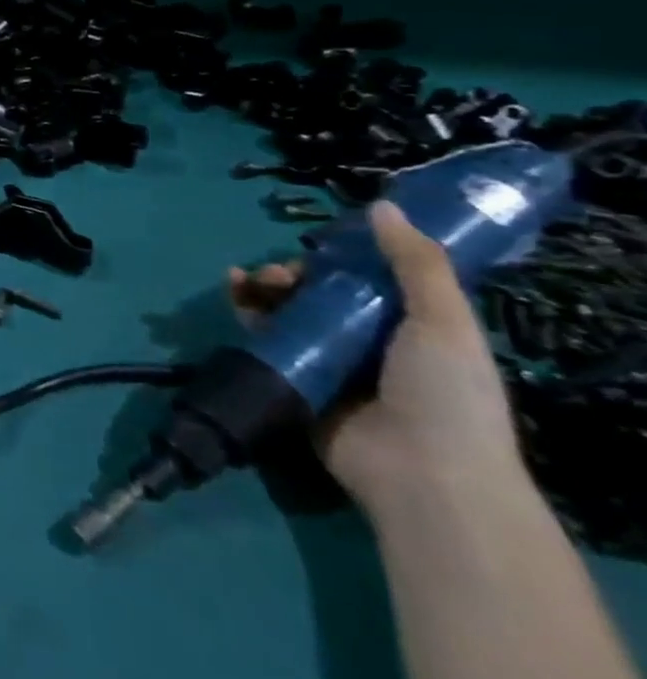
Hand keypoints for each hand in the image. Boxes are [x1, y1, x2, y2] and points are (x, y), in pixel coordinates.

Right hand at [228, 200, 524, 509]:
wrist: (421, 473)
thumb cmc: (445, 394)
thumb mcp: (443, 321)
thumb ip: (414, 263)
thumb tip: (381, 205)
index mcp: (412, 326)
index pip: (370, 280)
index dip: (344, 257)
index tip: (322, 242)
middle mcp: (368, 342)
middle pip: (321, 293)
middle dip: (294, 274)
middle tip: (280, 272)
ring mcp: (328, 363)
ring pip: (287, 311)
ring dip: (265, 287)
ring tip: (249, 278)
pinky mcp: (294, 381)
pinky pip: (265, 339)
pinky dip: (246, 312)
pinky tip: (233, 291)